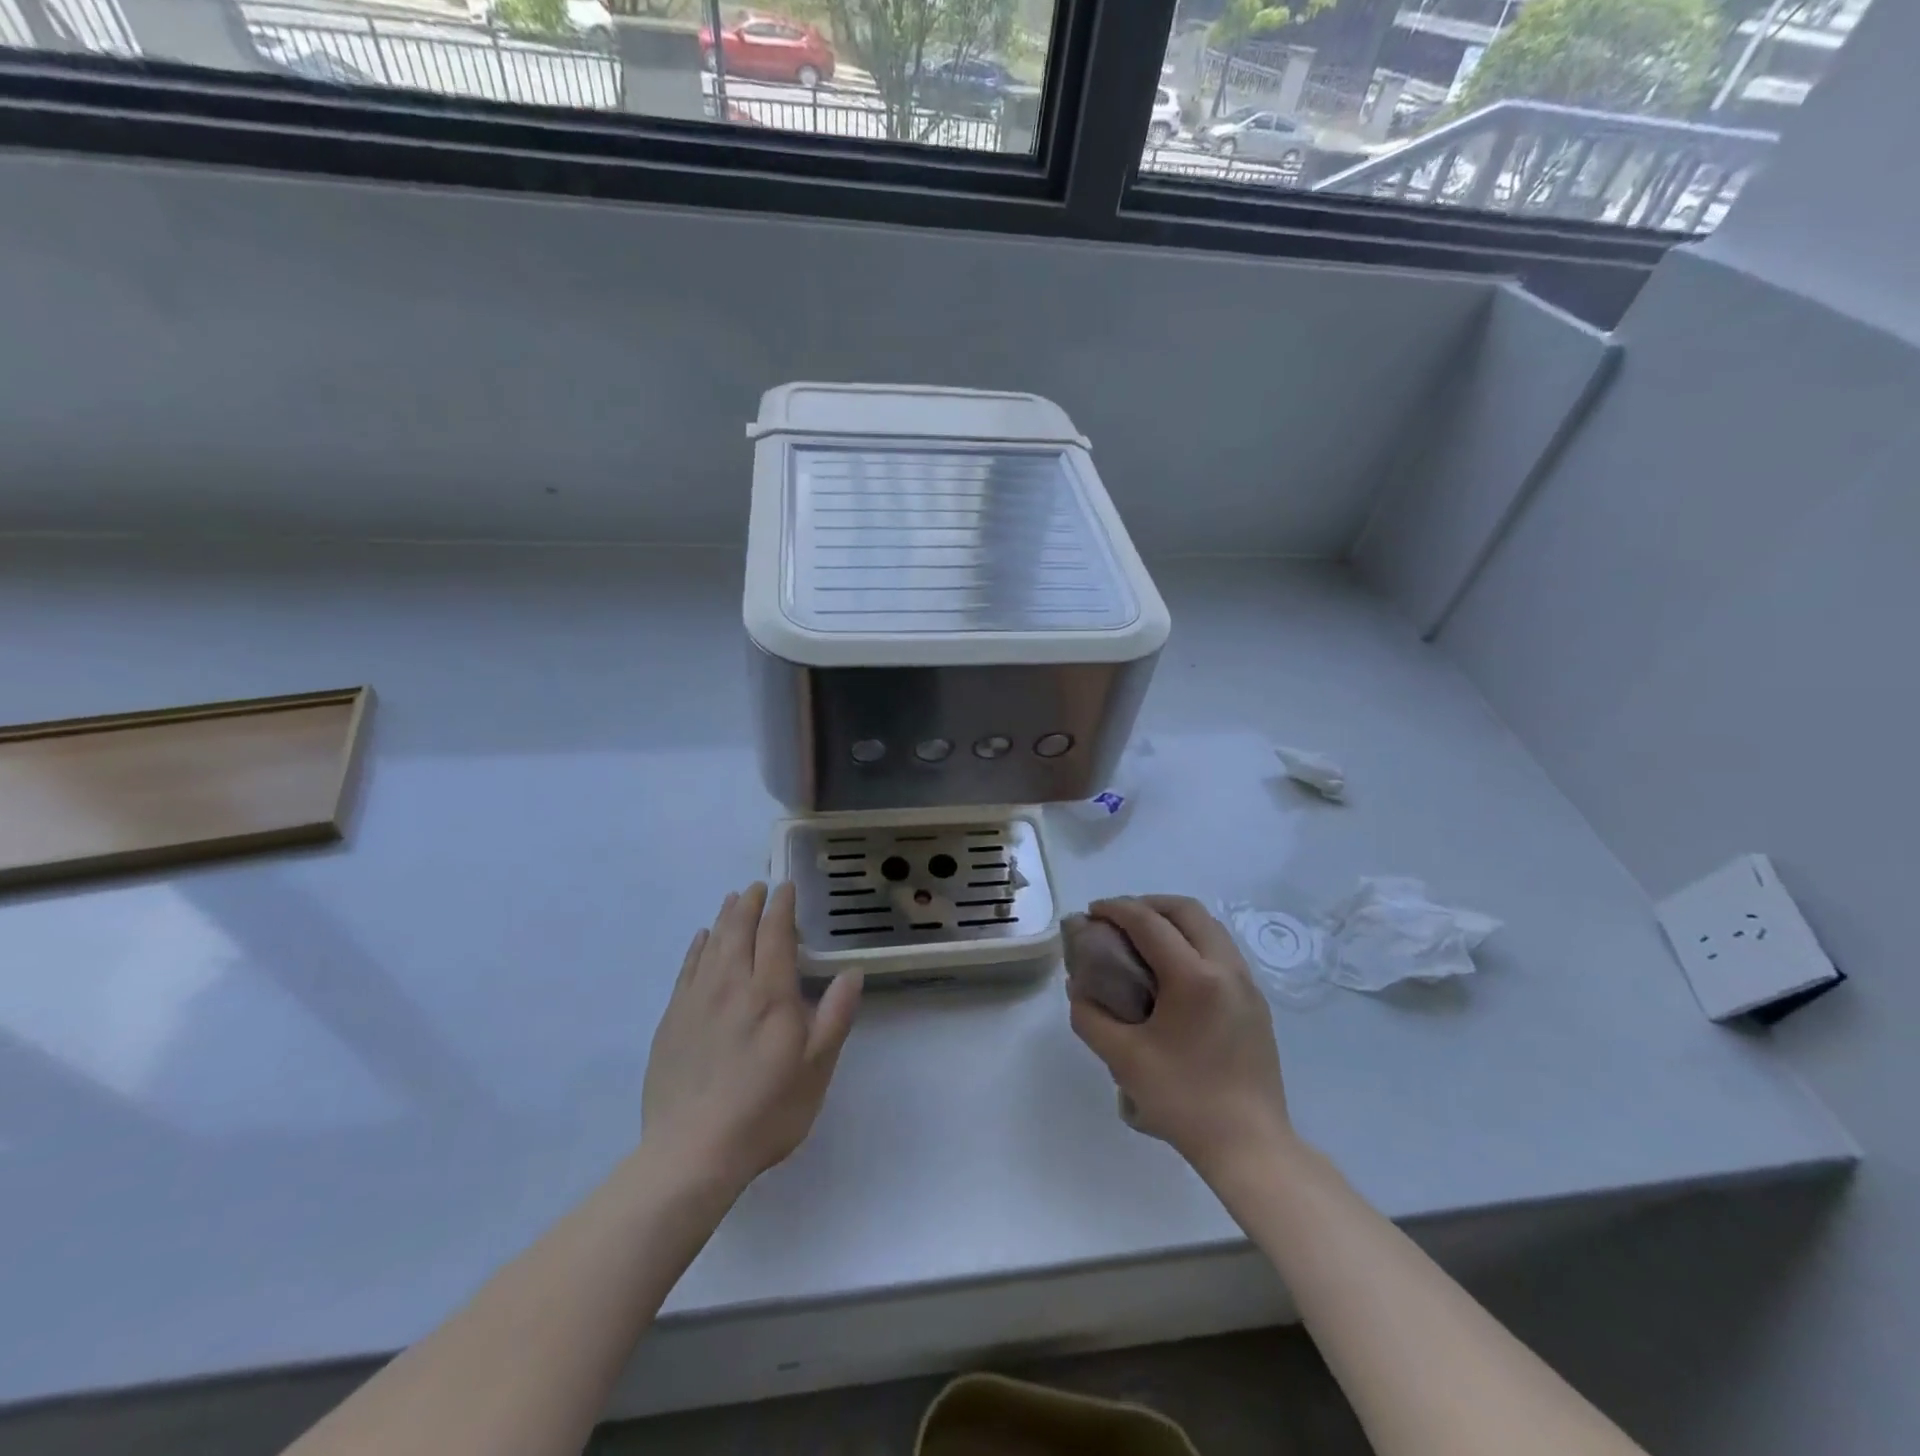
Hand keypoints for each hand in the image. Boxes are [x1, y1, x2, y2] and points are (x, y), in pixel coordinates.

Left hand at [643, 882, 861, 1195]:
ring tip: (733, 900)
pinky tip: (702, 939)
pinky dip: (697, 947)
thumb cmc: (766, 1111)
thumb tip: (853, 972)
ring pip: (712, 944)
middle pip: (739, 930)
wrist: (693, 1153)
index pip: (775, 934)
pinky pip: (686, 969)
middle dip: (751, 904)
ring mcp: (696, 1001)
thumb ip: (835, 1015)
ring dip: (725, 917)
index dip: (782, 906)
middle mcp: (731, 985)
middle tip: (759, 887)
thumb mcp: (816, 1068)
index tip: (787, 887)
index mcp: (769, 993)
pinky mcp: (672, 1021)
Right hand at [1067, 895, 1293, 1179]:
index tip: (1092, 912)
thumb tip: (1079, 989)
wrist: (1250, 1146)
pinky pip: (1222, 950)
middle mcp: (1226, 968)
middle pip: (1186, 910)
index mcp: (1194, 977)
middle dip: (1148, 904)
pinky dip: (1193, 941)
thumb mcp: (1123, 1059)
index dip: (1117, 910)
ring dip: (1173, 920)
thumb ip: (1091, 1017)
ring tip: (1144, 939)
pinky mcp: (1256, 1002)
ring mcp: (1247, 984)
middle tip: (1118, 920)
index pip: (1150, 923)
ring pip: (1210, 927)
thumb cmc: (1184, 1100)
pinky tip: (1174, 970)